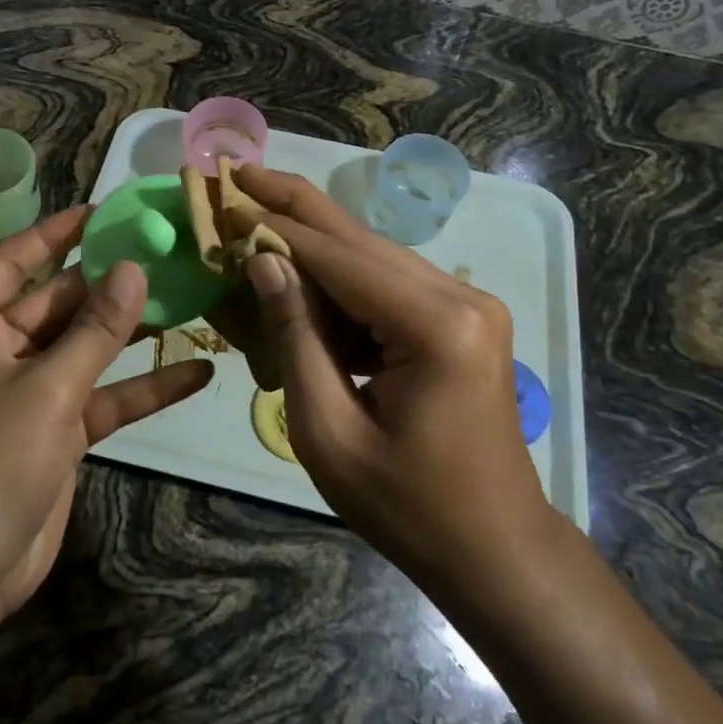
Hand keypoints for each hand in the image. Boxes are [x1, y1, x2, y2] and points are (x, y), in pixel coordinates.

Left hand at [0, 207, 213, 616]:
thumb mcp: (48, 389)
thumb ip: (96, 330)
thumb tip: (133, 268)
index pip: (13, 259)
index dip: (57, 232)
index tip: (105, 211)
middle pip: (58, 301)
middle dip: (110, 282)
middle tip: (167, 251)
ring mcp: (27, 389)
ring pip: (85, 346)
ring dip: (133, 331)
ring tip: (191, 297)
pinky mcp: (54, 427)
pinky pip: (101, 394)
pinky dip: (142, 387)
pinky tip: (197, 372)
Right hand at [231, 165, 553, 592]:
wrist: (496, 550)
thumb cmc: (407, 507)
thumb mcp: (329, 432)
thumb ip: (295, 338)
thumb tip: (263, 260)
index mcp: (435, 327)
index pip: (337, 257)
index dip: (276, 226)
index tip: (226, 198)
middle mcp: (461, 297)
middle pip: (359, 239)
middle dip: (294, 206)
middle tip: (239, 173)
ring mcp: (469, 304)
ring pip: (373, 255)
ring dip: (313, 242)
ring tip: (256, 218)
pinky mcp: (464, 318)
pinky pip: (389, 284)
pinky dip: (341, 279)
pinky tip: (300, 277)